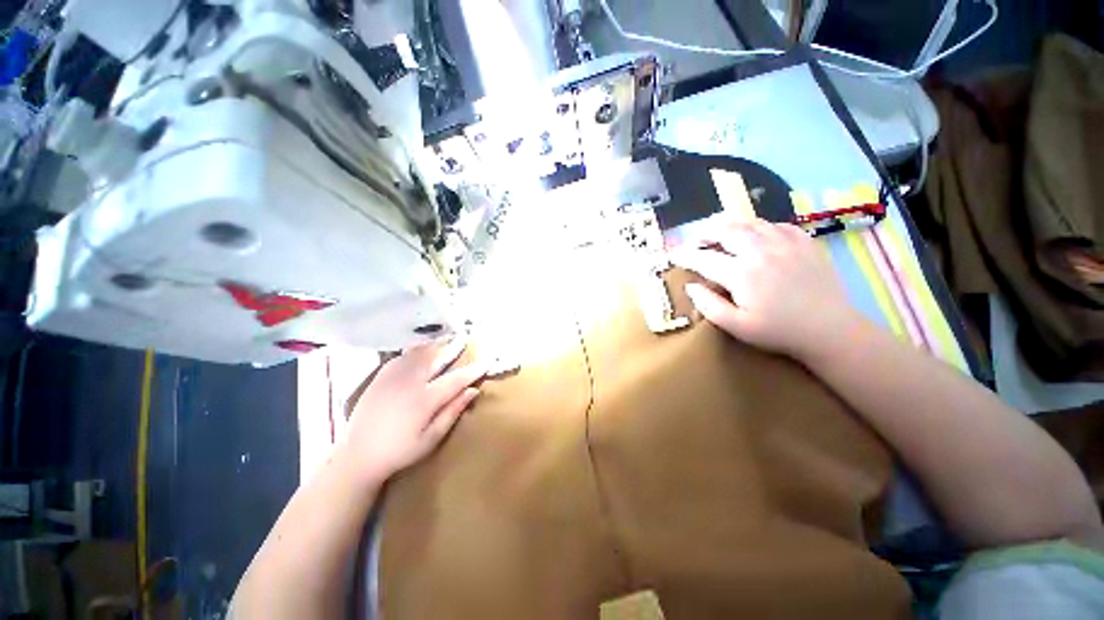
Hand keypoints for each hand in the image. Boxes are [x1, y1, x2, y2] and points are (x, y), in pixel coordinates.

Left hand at [341, 339, 486, 484]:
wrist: (356, 456)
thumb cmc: (399, 452)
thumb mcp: (431, 439)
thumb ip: (453, 412)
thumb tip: (473, 391)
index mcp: (425, 400)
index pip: (456, 379)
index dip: (474, 369)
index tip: (488, 360)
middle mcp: (410, 382)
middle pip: (438, 359)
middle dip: (454, 348)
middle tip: (466, 339)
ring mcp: (393, 377)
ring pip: (419, 353)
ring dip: (436, 345)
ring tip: (447, 338)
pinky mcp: (380, 377)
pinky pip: (402, 356)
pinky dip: (416, 350)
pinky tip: (422, 349)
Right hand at [671, 219, 861, 357]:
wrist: (830, 329)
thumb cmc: (779, 331)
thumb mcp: (737, 326)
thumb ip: (709, 306)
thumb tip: (691, 286)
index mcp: (742, 274)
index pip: (704, 258)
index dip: (685, 256)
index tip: (674, 255)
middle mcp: (761, 251)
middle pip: (726, 230)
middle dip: (705, 232)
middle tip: (695, 240)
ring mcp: (785, 243)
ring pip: (750, 223)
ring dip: (729, 225)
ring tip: (719, 232)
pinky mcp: (804, 242)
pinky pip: (776, 225)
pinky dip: (759, 226)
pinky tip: (755, 235)